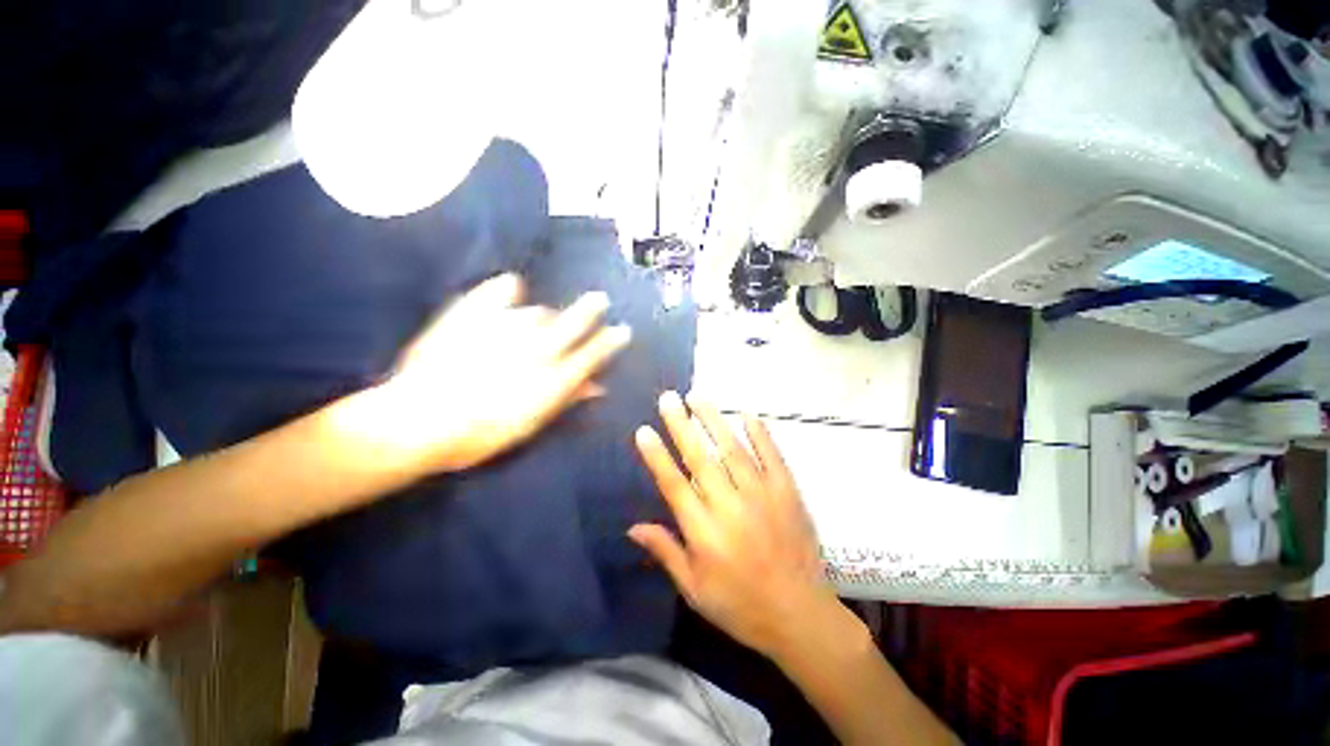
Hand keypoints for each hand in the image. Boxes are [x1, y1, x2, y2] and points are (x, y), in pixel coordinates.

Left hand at [344, 274, 630, 473]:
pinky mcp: (473, 314)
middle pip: (572, 322)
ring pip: (538, 312)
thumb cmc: (478, 435)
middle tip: (600, 299)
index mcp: (551, 379)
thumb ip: (567, 400)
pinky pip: (498, 291)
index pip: (591, 355)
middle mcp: (536, 349)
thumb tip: (597, 387)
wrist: (416, 420)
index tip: (622, 330)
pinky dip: (507, 289)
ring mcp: (505, 328)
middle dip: (590, 310)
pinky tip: (511, 286)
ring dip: (545, 316)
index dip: (609, 342)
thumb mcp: (530, 425)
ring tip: (540, 319)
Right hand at [630, 391, 841, 659]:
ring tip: (698, 396)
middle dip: (681, 425)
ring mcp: (762, 495)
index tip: (643, 430)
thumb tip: (632, 527)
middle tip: (668, 398)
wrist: (799, 615)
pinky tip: (748, 414)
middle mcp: (730, 506)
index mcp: (704, 532)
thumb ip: (666, 551)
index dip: (657, 456)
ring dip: (714, 420)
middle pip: (700, 458)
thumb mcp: (694, 589)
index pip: (673, 484)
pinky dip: (760, 434)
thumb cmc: (740, 605)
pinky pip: (772, 456)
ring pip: (733, 449)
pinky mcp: (787, 493)